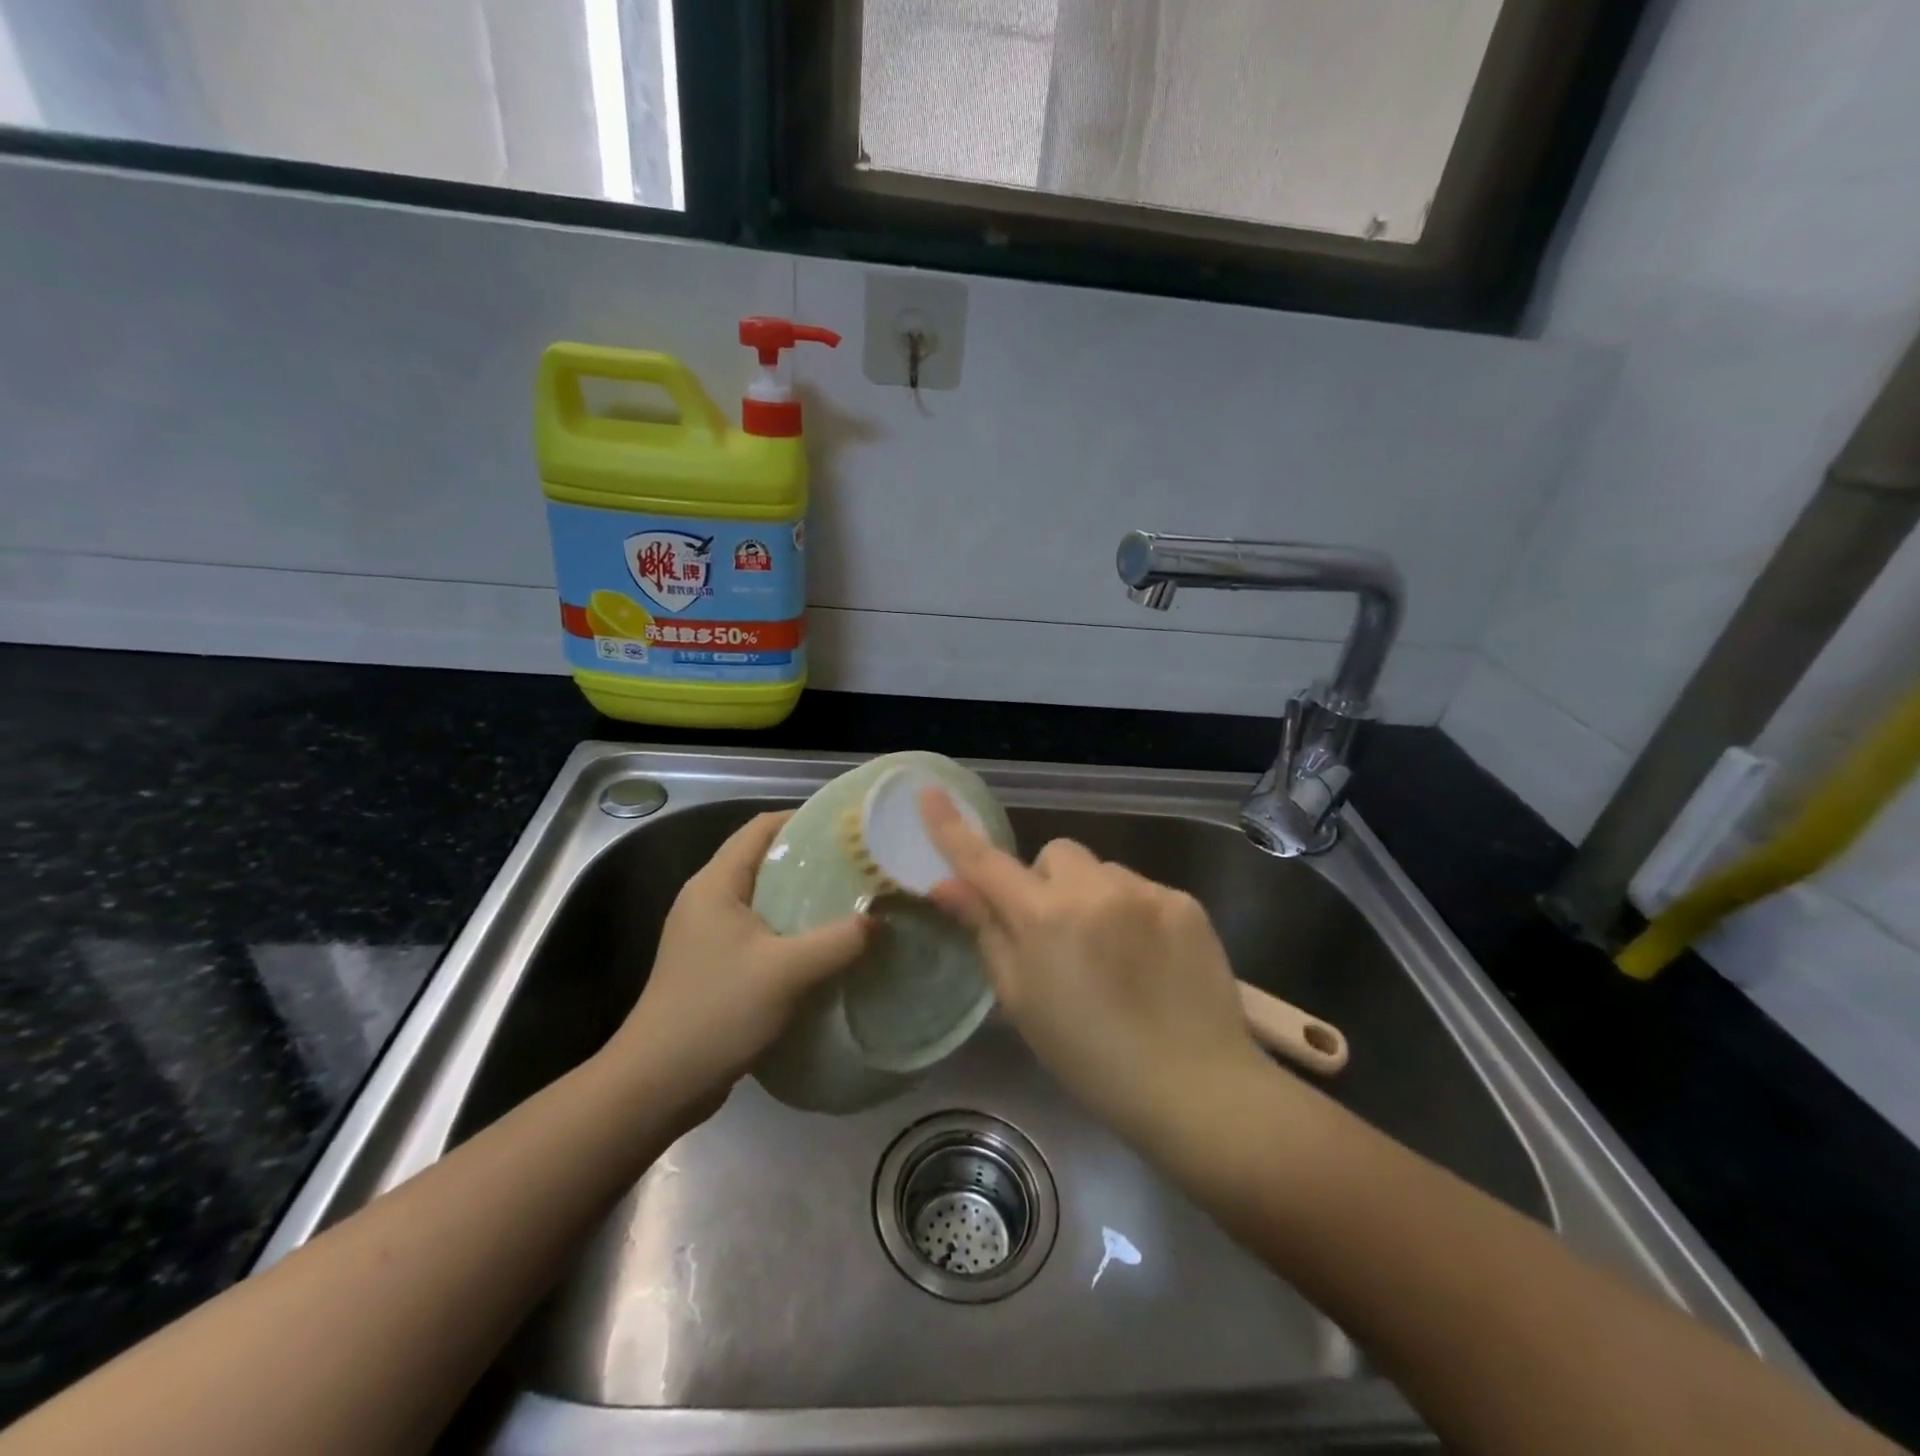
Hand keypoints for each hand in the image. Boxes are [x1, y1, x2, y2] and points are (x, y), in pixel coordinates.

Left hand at [609, 811, 868, 1119]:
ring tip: (854, 902)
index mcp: (715, 884)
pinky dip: (794, 929)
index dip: (805, 819)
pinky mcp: (715, 964)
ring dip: (806, 898)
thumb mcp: (787, 972)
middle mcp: (708, 899)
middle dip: (813, 860)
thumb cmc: (717, 1012)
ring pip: (766, 898)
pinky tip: (827, 945)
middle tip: (863, 867)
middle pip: (765, 859)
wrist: (657, 1085)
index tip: (851, 829)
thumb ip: (839, 940)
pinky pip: (762, 930)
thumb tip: (880, 919)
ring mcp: (709, 934)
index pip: (761, 827)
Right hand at [920, 788, 1270, 1146]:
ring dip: (1094, 897)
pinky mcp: (1184, 901)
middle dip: (1048, 884)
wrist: (1194, 1087)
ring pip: (1101, 871)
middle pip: (1055, 856)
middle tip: (1058, 936)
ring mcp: (1144, 890)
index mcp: (1044, 917)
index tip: (929, 792)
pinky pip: (1142, 888)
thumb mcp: (1022, 1002)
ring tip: (1113, 956)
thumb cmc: (1089, 1057)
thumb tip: (946, 885)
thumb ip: (986, 932)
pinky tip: (1150, 959)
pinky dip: (1134, 912)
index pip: (985, 862)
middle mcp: (1092, 889)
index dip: (952, 829)